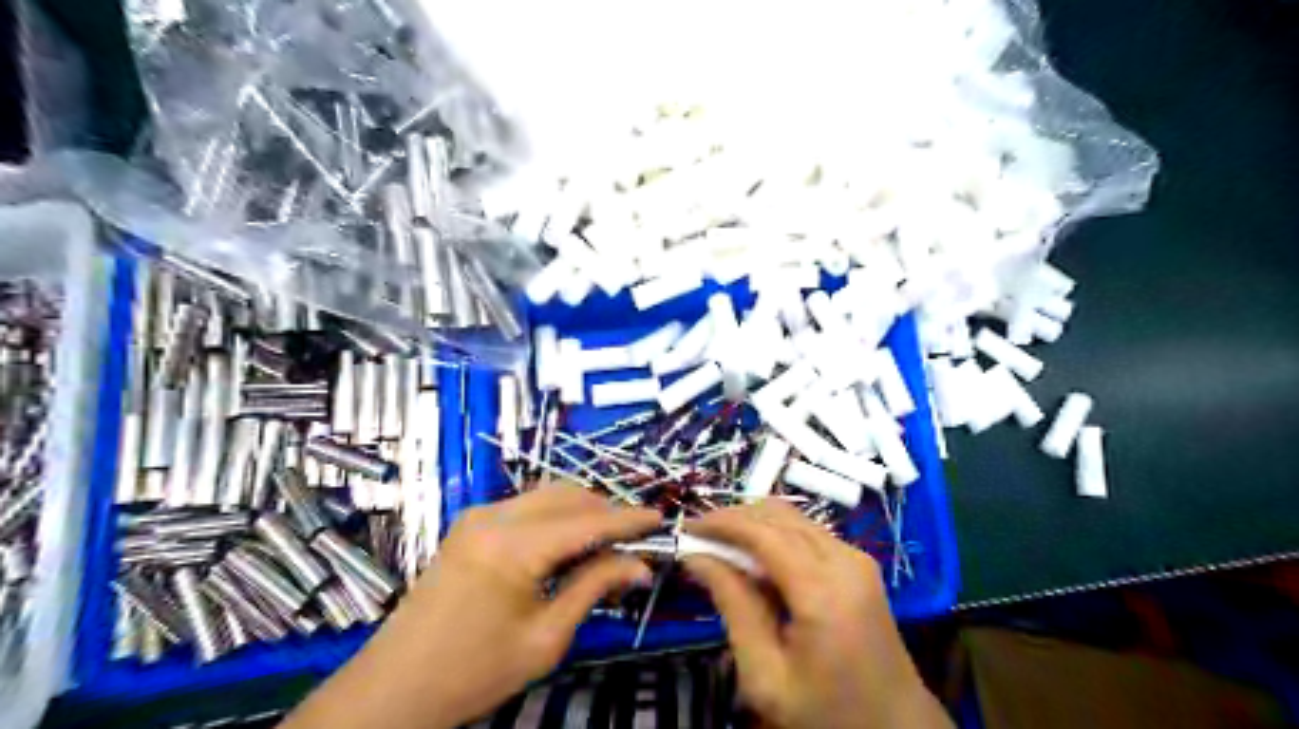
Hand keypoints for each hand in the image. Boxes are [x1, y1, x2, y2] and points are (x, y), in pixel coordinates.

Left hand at [291, 485, 662, 728]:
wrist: (394, 688)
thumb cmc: (473, 672)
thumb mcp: (545, 638)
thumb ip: (594, 588)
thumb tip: (639, 566)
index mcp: (513, 546)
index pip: (587, 521)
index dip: (628, 519)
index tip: (661, 519)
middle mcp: (495, 517)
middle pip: (568, 495)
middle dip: (606, 511)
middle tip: (635, 539)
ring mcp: (478, 516)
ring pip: (547, 495)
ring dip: (582, 511)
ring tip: (608, 542)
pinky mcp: (470, 525)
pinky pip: (527, 507)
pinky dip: (557, 517)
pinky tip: (570, 544)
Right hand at [684, 499, 949, 728]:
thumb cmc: (826, 713)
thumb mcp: (766, 676)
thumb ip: (734, 607)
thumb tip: (697, 557)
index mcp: (823, 590)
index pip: (764, 532)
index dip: (722, 522)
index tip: (686, 527)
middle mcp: (845, 560)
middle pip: (779, 516)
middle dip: (735, 518)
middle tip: (699, 537)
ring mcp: (856, 558)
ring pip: (794, 518)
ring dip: (754, 523)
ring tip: (721, 545)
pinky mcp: (859, 564)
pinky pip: (808, 532)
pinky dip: (775, 534)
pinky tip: (755, 557)